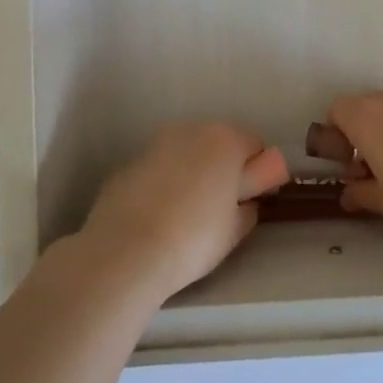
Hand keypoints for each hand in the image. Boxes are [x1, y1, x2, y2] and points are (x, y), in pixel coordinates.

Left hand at [80, 123, 287, 299]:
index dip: (257, 171)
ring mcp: (155, 144)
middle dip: (222, 167)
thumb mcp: (235, 230)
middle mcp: (191, 131)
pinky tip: (155, 217)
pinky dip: (162, 184)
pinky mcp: (128, 164)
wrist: (126, 252)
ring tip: (184, 213)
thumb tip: (243, 202)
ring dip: (191, 172)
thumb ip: (247, 208)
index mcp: (225, 140)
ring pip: (185, 153)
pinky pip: (157, 169)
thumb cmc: (193, 238)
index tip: (249, 198)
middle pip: (217, 143)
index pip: (254, 145)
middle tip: (220, 206)